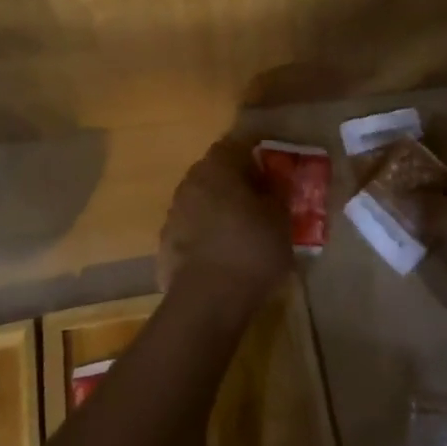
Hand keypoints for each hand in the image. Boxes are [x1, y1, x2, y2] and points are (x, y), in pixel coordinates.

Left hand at [159, 140, 292, 315]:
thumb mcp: (281, 219)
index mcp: (218, 166)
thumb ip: (278, 192)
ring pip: (201, 200)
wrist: (207, 300)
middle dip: (236, 182)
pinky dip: (205, 235)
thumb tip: (276, 180)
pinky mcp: (165, 242)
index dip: (255, 155)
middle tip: (260, 201)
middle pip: (215, 172)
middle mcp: (190, 181)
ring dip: (219, 209)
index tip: (271, 170)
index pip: (236, 145)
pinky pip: (191, 229)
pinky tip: (222, 256)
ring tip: (242, 231)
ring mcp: (174, 212)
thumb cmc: (251, 249)